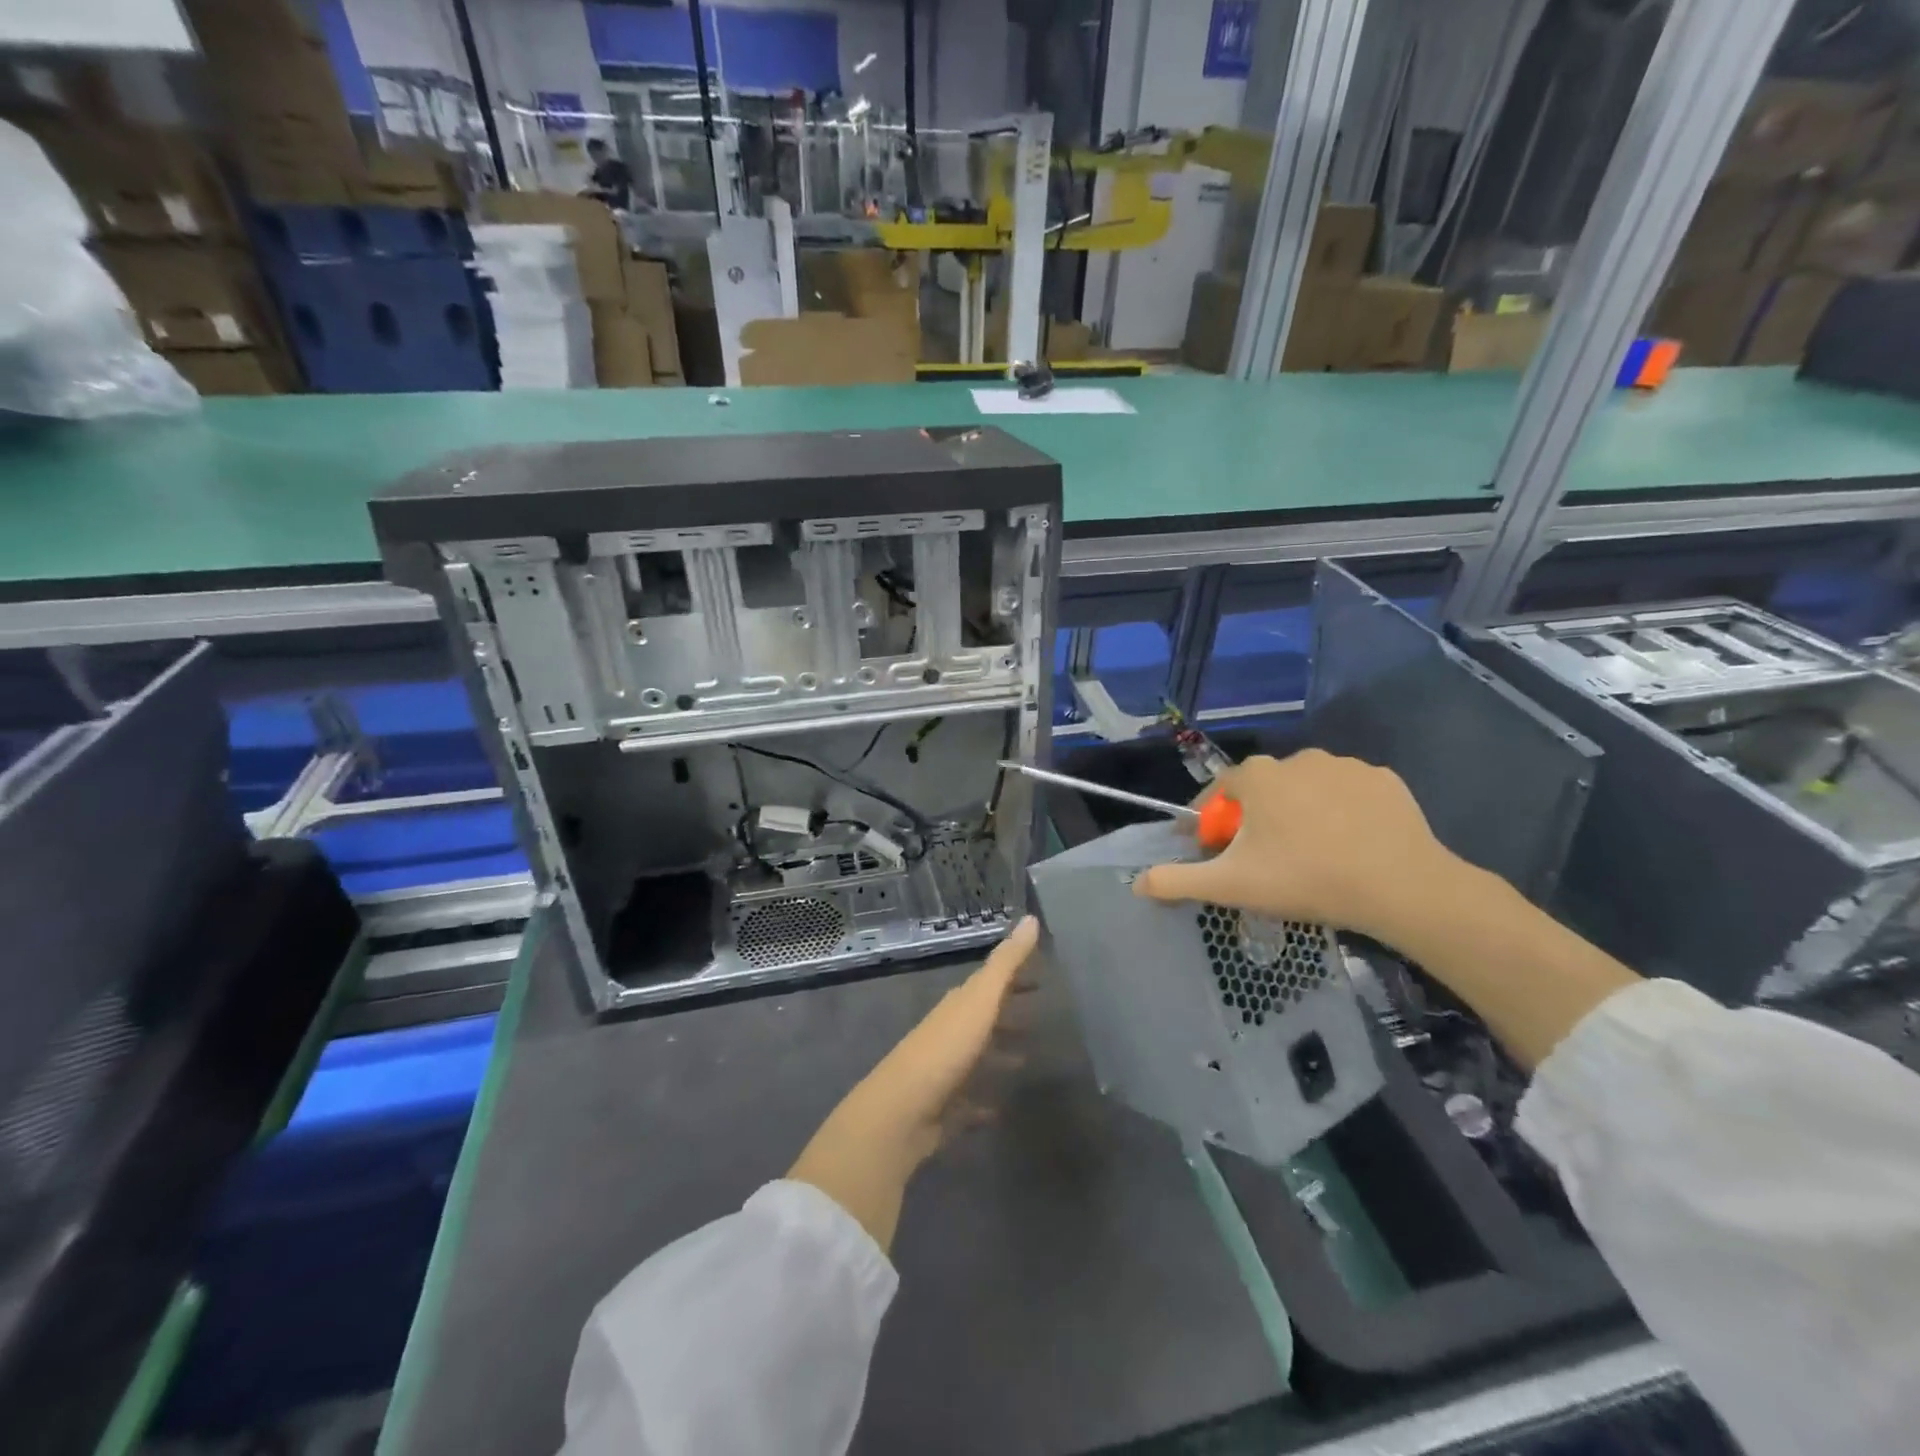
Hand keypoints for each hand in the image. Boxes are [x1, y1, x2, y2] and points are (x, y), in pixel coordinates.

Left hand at [787, 916, 1039, 1251]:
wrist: (901, 1112)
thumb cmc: (945, 1050)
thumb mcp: (980, 1001)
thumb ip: (1006, 963)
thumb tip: (1031, 918)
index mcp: (958, 1006)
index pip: (989, 983)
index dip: (1013, 978)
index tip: (1041, 976)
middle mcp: (949, 1033)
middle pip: (982, 1018)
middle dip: (1008, 1015)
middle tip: (1039, 1018)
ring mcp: (944, 1071)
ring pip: (976, 1058)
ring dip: (998, 1056)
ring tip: (1027, 1061)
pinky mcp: (943, 1109)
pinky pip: (968, 1103)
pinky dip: (983, 1103)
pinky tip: (1000, 1110)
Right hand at [1133, 750, 1462, 946]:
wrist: (1400, 887)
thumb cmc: (1305, 879)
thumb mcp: (1231, 886)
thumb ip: (1178, 881)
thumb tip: (1138, 883)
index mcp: (1256, 776)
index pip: (1219, 794)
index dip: (1213, 824)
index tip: (1219, 854)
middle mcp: (1296, 758)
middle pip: (1262, 790)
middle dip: (1257, 820)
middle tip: (1267, 862)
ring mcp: (1344, 765)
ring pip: (1306, 790)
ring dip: (1299, 814)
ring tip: (1313, 856)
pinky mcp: (1383, 780)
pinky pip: (1348, 794)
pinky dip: (1342, 813)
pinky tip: (1351, 844)